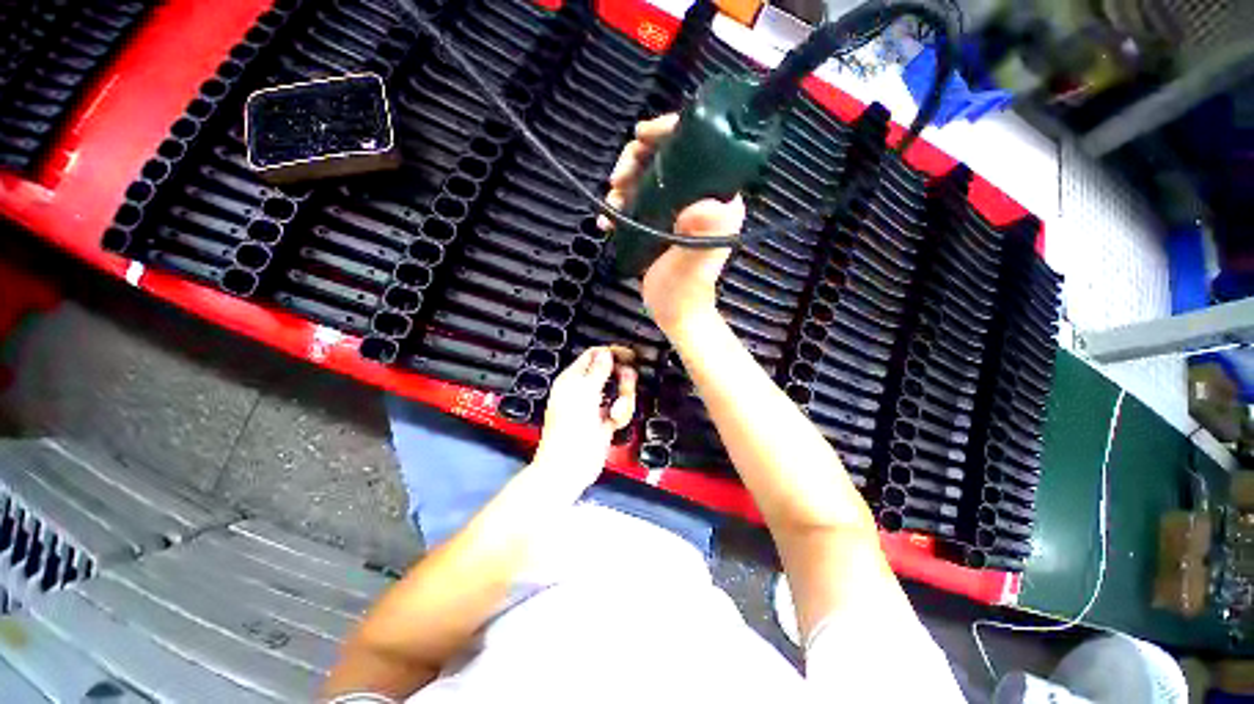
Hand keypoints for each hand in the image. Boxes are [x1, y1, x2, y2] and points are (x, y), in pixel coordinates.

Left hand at [531, 346, 636, 490]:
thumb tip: (606, 353)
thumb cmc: (571, 430)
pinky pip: (620, 410)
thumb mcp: (584, 395)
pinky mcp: (605, 422)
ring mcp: (595, 406)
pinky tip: (615, 423)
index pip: (593, 356)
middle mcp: (584, 390)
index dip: (612, 353)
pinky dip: (622, 415)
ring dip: (623, 401)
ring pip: (619, 392)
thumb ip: (597, 372)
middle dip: (622, 381)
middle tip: (626, 388)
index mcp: (573, 380)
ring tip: (615, 415)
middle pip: (610, 373)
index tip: (630, 355)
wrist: (569, 468)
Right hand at [600, 114, 745, 335]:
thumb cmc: (686, 289)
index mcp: (718, 196)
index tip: (641, 135)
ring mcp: (678, 208)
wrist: (674, 312)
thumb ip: (702, 233)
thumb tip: (702, 202)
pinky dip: (620, 203)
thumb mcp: (695, 261)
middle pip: (667, 156)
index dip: (670, 130)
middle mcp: (700, 196)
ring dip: (623, 183)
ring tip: (610, 205)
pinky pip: (638, 198)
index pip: (700, 145)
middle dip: (637, 159)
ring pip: (648, 176)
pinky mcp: (660, 220)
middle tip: (617, 179)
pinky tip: (606, 219)